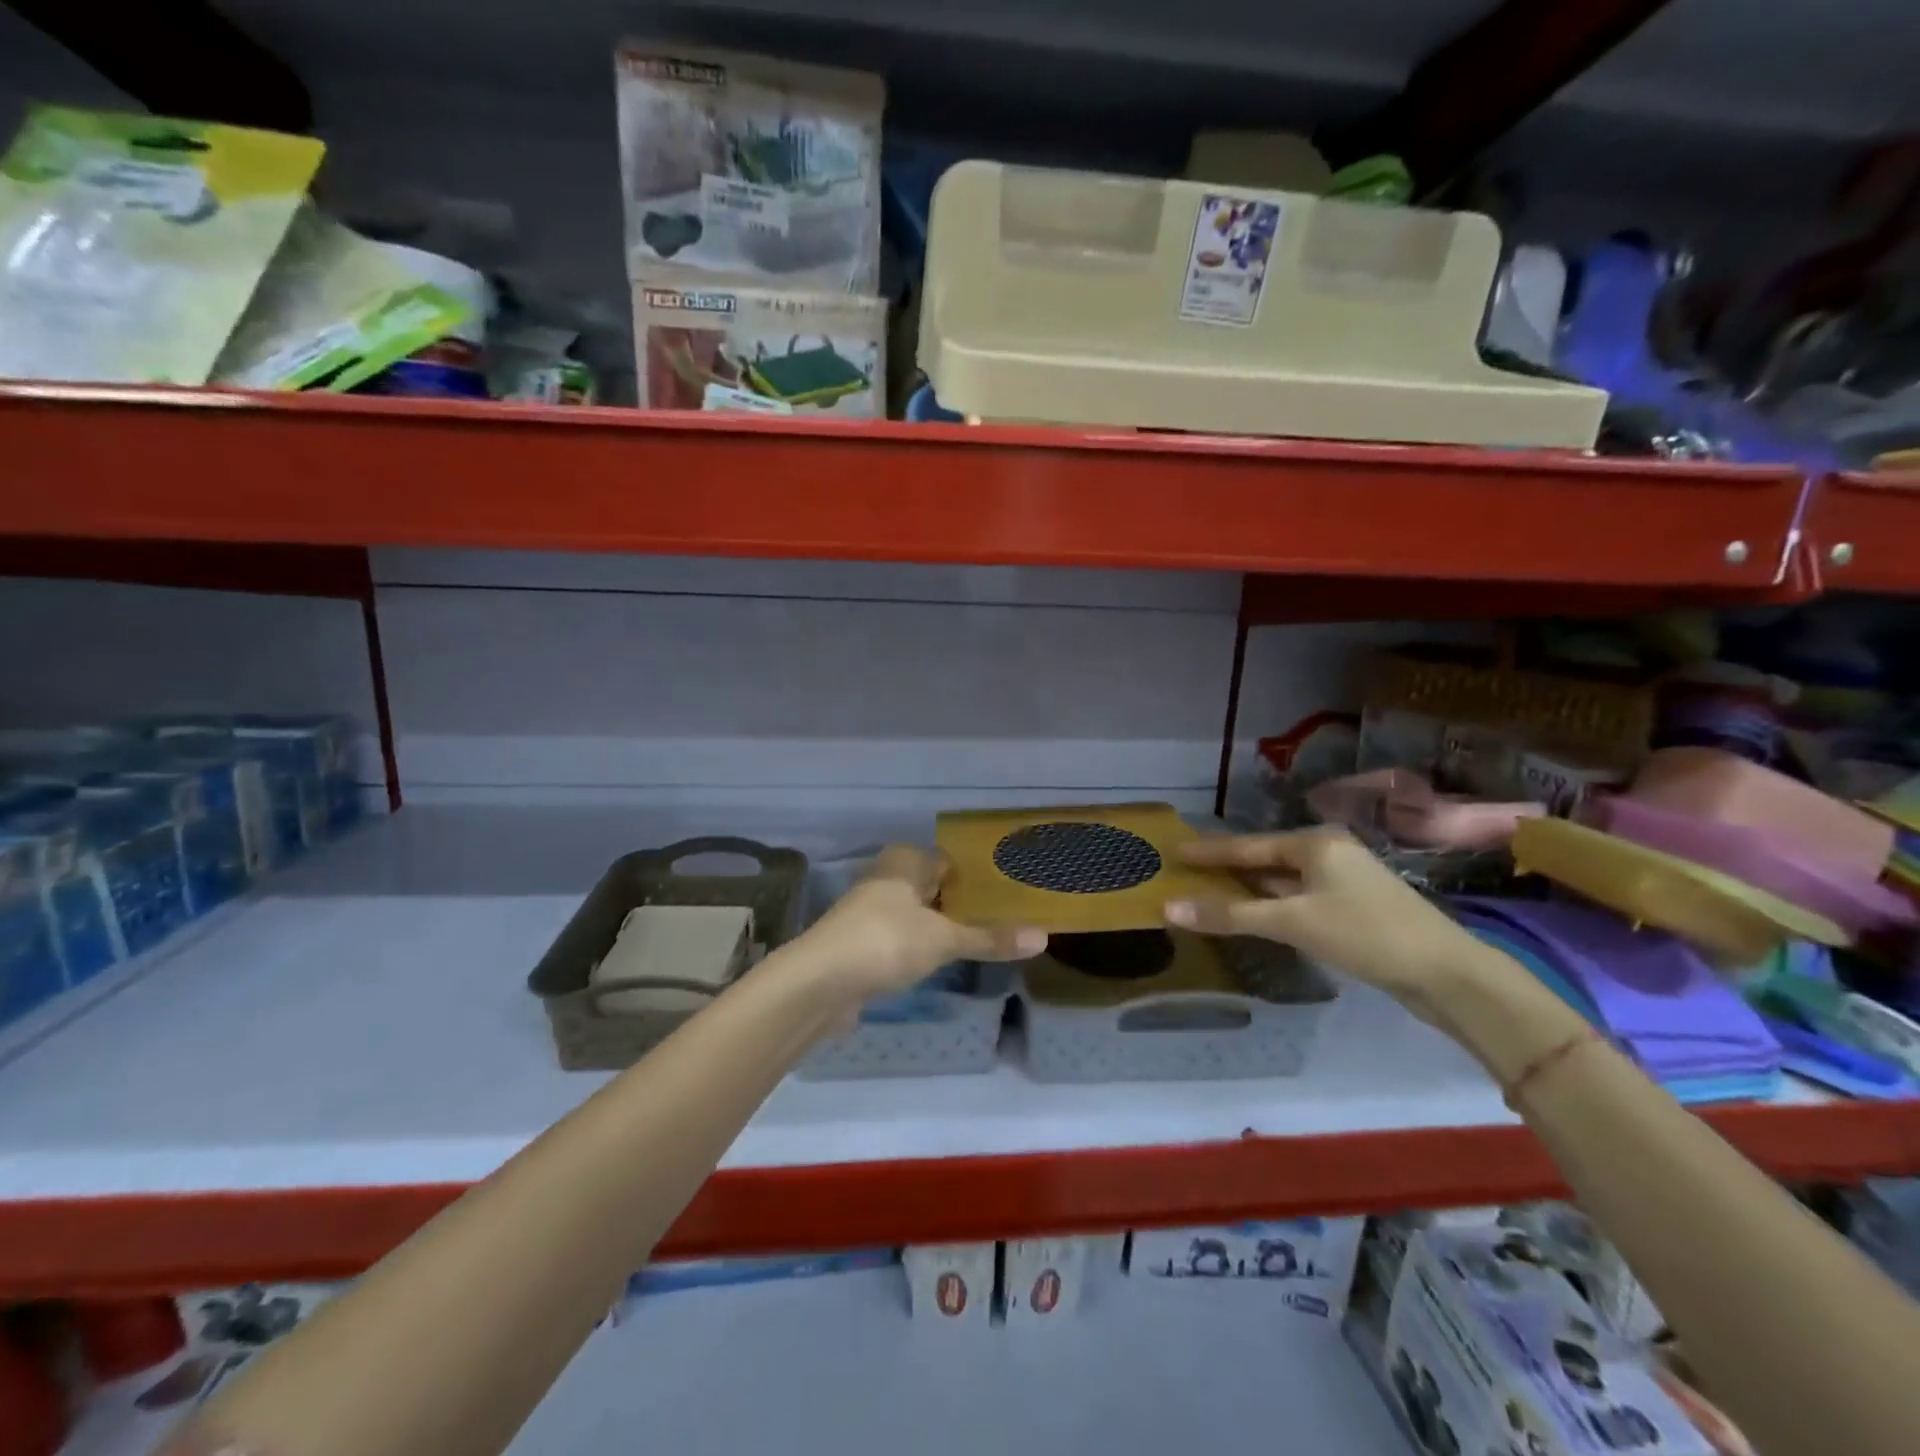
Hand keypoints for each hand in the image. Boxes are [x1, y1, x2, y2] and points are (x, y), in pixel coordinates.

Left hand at [796, 845, 1045, 1005]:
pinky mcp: (863, 942)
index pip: (950, 860)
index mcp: (905, 860)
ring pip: (917, 912)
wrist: (820, 982)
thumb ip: (990, 938)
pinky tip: (943, 962)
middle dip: (962, 902)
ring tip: (982, 940)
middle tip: (1004, 919)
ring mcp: (871, 910)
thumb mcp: (944, 939)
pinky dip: (922, 945)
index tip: (1010, 892)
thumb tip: (1044, 937)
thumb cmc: (886, 941)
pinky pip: (903, 936)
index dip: (978, 876)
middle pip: (934, 886)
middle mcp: (887, 877)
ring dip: (942, 926)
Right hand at [1163, 827, 1497, 1021]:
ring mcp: (1344, 880)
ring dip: (1249, 888)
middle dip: (1228, 867)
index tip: (1175, 849)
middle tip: (1188, 872)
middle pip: (1265, 859)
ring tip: (1210, 892)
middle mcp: (1328, 852)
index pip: (1247, 845)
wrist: (1446, 972)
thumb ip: (1230, 914)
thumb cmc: (1365, 933)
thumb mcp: (1293, 921)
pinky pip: (1298, 897)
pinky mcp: (1354, 907)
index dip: (1209, 850)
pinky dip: (1272, 904)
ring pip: (1283, 880)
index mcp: (1314, 842)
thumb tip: (1169, 908)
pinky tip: (1256, 914)